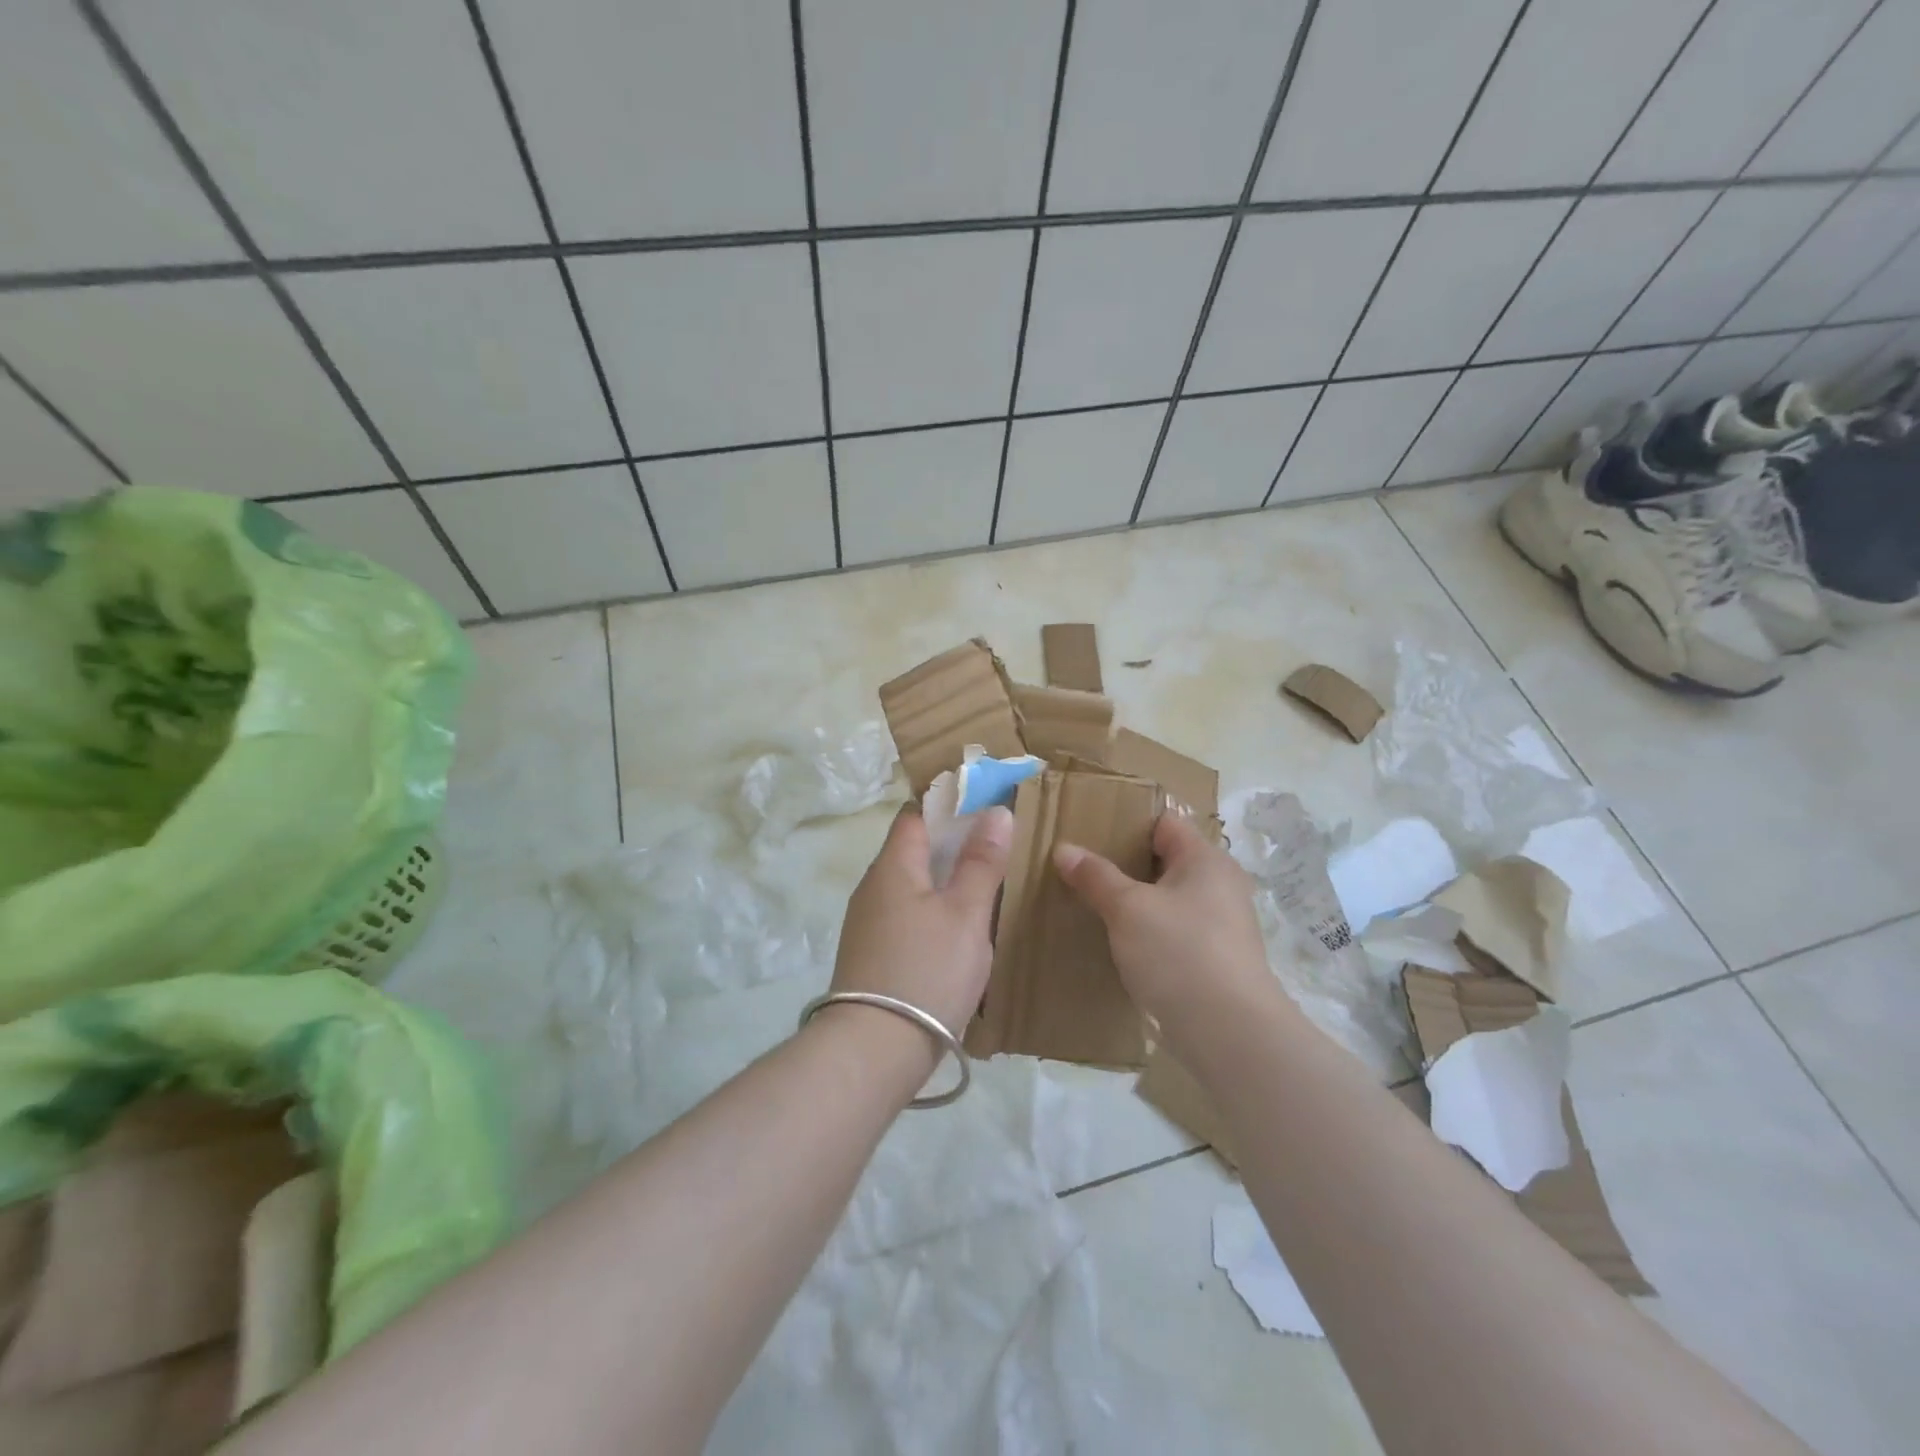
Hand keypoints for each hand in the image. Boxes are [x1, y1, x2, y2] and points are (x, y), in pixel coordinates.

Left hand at [826, 803, 1013, 1048]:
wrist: (874, 1050)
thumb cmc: (927, 970)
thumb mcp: (966, 913)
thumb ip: (982, 862)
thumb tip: (996, 812)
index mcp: (893, 865)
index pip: (916, 814)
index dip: (950, 805)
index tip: (987, 807)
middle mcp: (873, 886)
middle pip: (913, 849)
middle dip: (952, 844)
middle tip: (996, 849)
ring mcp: (867, 922)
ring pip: (911, 885)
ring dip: (943, 880)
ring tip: (984, 887)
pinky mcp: (871, 954)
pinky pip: (906, 915)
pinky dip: (932, 910)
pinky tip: (956, 931)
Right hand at [1053, 814, 1276, 1043]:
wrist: (1229, 1033)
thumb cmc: (1179, 953)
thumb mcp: (1128, 909)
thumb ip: (1096, 876)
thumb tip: (1064, 849)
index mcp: (1205, 859)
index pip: (1164, 823)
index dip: (1127, 823)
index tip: (1089, 831)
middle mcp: (1220, 885)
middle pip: (1166, 861)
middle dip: (1126, 864)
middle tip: (1082, 868)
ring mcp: (1221, 925)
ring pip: (1169, 899)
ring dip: (1136, 901)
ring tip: (1093, 903)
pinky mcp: (1215, 960)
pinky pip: (1175, 931)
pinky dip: (1149, 930)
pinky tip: (1119, 942)